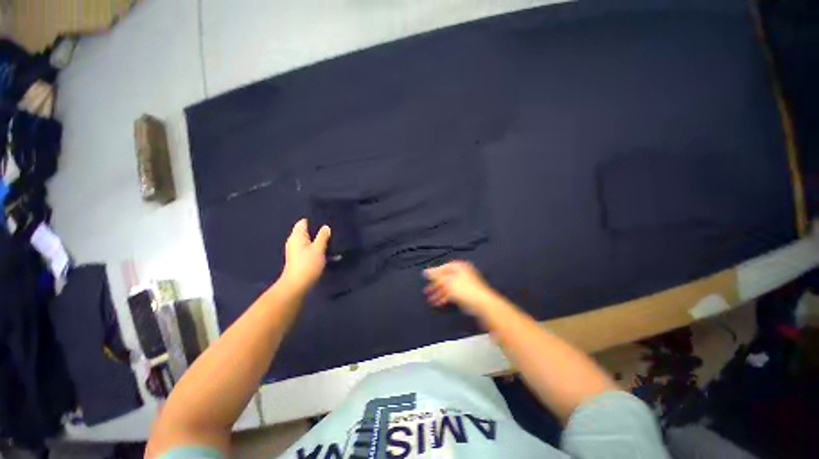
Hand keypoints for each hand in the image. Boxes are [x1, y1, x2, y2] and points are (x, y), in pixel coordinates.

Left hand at [279, 219, 330, 293]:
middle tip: (333, 230)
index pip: (303, 222)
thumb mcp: (318, 248)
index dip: (314, 220)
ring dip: (320, 241)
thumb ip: (323, 236)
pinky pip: (311, 250)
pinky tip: (330, 254)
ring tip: (334, 240)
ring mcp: (297, 251)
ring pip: (310, 242)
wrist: (297, 285)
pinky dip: (319, 250)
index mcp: (297, 236)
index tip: (326, 220)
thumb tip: (326, 227)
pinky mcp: (300, 259)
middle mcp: (295, 241)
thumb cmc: (308, 264)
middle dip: (319, 231)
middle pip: (307, 232)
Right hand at [423, 261, 498, 315]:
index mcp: (458, 266)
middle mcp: (461, 272)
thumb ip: (436, 277)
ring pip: (448, 287)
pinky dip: (445, 297)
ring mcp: (464, 283)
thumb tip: (425, 272)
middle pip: (445, 278)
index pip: (442, 267)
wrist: (481, 303)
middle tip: (426, 291)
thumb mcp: (447, 281)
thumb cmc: (465, 289)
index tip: (426, 279)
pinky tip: (439, 303)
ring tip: (431, 300)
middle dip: (435, 286)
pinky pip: (452, 293)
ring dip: (439, 293)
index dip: (433, 273)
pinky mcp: (466, 293)